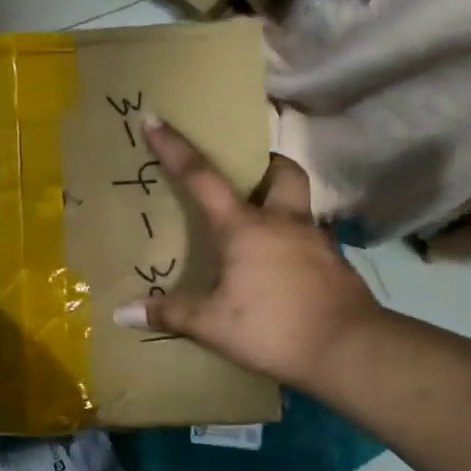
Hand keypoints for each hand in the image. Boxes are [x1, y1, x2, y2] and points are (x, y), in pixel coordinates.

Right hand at [114, 118, 385, 393]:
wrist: (349, 350)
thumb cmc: (273, 328)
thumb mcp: (212, 325)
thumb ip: (169, 314)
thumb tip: (122, 313)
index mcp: (245, 227)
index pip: (202, 178)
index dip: (175, 148)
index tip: (156, 120)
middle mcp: (283, 222)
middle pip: (281, 172)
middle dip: (263, 164)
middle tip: (244, 178)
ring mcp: (315, 241)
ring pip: (299, 205)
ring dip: (279, 204)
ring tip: (257, 230)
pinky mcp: (334, 264)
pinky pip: (309, 238)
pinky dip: (291, 242)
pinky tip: (279, 269)